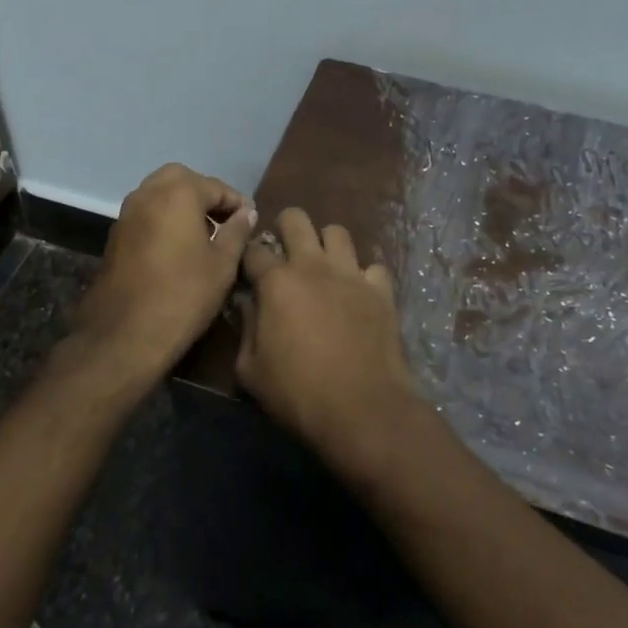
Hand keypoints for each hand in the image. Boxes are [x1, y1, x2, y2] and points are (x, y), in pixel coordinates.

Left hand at [77, 163, 255, 383]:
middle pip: (183, 180)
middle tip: (225, 221)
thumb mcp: (222, 264)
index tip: (251, 221)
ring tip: (205, 235)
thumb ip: (237, 232)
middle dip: (206, 195)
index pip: (216, 187)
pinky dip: (165, 218)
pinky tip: (179, 247)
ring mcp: (127, 213)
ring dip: (183, 205)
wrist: (124, 334)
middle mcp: (148, 193)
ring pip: (160, 194)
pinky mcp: (116, 235)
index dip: (237, 203)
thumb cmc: (183, 295)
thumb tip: (246, 213)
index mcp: (178, 193)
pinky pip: (146, 213)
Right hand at [237, 208, 420, 469]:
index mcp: (276, 282)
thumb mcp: (250, 370)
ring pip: (337, 232)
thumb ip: (246, 329)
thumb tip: (249, 305)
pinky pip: (373, 266)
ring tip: (323, 267)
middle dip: (286, 228)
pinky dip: (364, 276)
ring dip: (326, 244)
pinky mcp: (380, 290)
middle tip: (285, 254)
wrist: (362, 409)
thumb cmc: (297, 394)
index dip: (249, 259)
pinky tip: (359, 294)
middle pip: (296, 219)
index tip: (250, 274)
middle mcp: (313, 265)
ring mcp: (351, 274)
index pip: (254, 250)